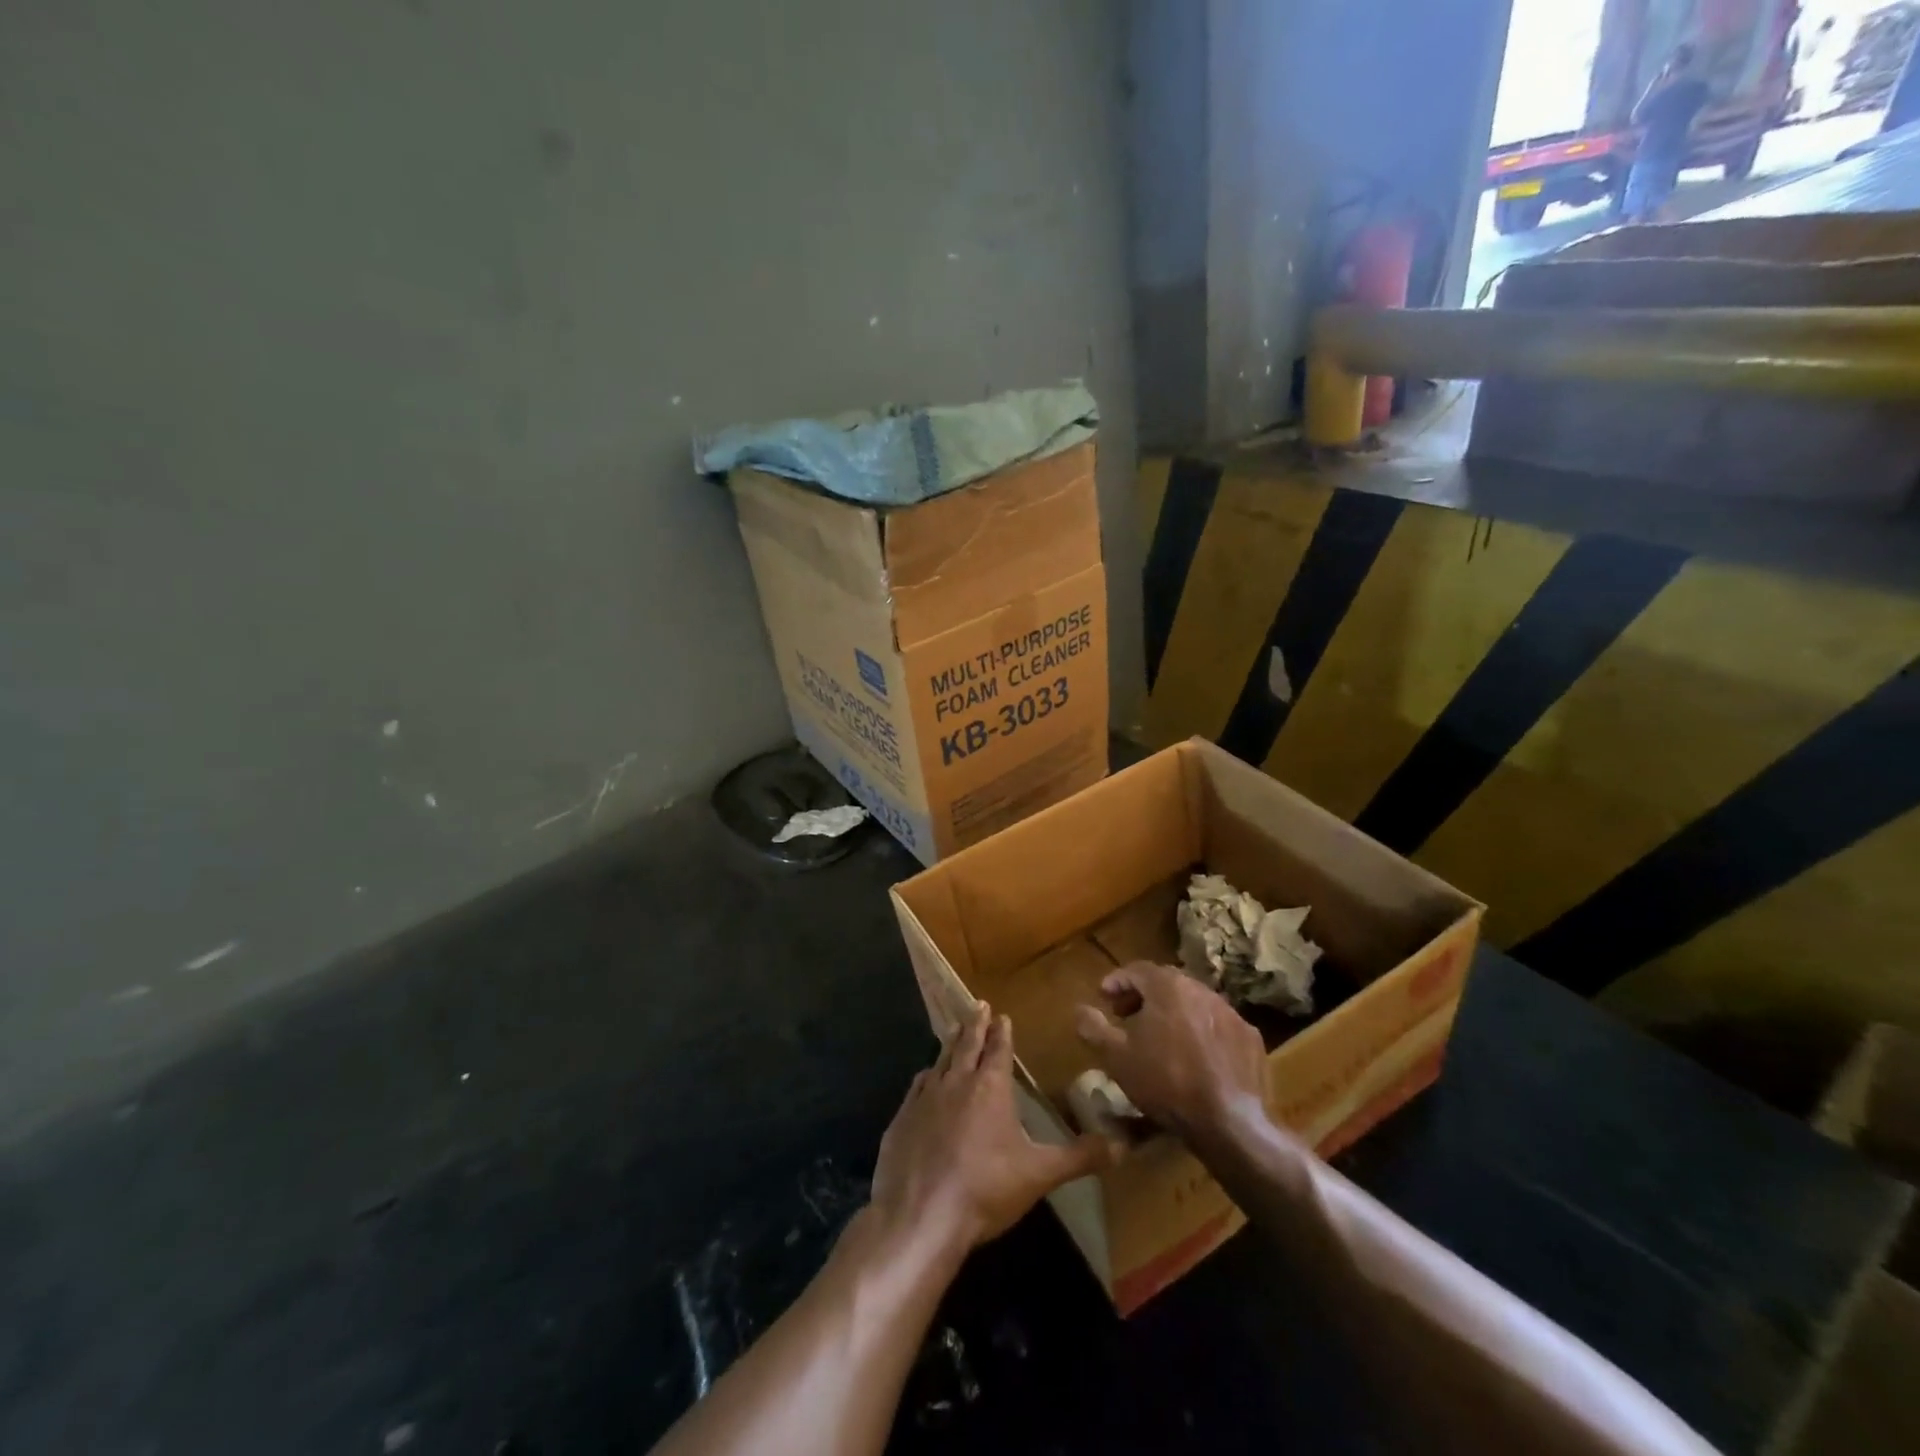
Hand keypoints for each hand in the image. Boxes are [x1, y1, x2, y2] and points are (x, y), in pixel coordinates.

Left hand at [870, 1003, 1112, 1259]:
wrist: (920, 1215)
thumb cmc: (986, 1189)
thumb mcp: (1040, 1174)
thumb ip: (1080, 1157)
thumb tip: (1122, 1145)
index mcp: (990, 1088)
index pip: (999, 1051)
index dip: (1002, 1033)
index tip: (1003, 1015)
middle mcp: (956, 1082)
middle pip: (967, 1045)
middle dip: (975, 1025)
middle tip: (977, 1005)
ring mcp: (924, 1098)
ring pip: (940, 1060)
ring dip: (950, 1044)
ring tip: (954, 1031)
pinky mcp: (901, 1118)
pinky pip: (916, 1087)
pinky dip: (926, 1076)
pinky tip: (925, 1077)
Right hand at [1074, 962, 1267, 1141]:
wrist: (1229, 1122)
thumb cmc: (1165, 1083)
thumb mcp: (1117, 1057)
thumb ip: (1093, 1028)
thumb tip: (1079, 1009)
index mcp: (1168, 987)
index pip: (1136, 969)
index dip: (1116, 981)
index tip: (1103, 997)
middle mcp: (1201, 990)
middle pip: (1166, 983)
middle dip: (1143, 995)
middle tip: (1126, 1016)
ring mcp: (1231, 1013)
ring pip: (1194, 1003)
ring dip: (1173, 1013)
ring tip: (1160, 1038)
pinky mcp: (1250, 1038)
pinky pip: (1218, 1026)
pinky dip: (1201, 1032)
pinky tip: (1194, 1057)